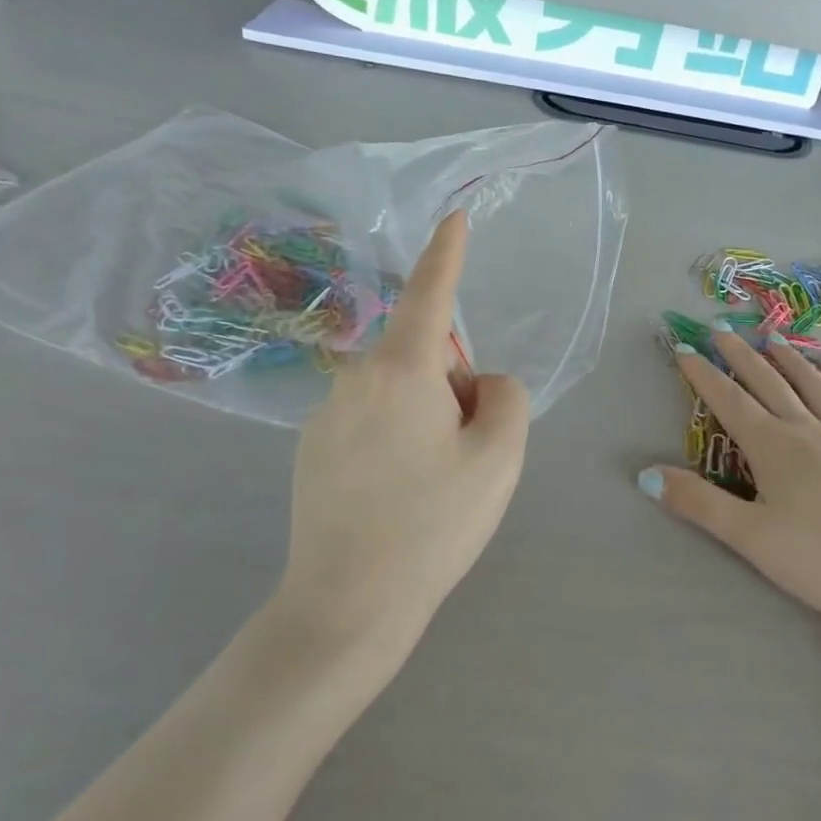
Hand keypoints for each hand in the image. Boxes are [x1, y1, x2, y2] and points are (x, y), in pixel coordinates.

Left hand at [278, 211, 529, 660]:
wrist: (348, 605)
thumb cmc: (433, 525)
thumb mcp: (499, 457)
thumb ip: (506, 397)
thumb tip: (478, 384)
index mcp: (400, 370)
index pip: (429, 293)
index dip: (447, 252)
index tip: (454, 216)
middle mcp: (355, 378)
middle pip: (425, 354)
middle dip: (456, 385)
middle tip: (466, 453)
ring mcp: (328, 414)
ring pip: (401, 391)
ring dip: (429, 416)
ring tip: (431, 486)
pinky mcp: (314, 448)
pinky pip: (375, 419)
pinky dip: (399, 439)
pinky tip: (399, 497)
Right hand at [641, 330, 820, 620]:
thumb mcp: (751, 538)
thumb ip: (700, 503)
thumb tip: (646, 474)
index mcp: (774, 448)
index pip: (729, 401)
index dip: (703, 374)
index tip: (684, 347)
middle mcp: (808, 430)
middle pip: (769, 382)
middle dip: (741, 355)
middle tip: (721, 329)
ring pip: (814, 387)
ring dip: (791, 360)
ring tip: (774, 338)